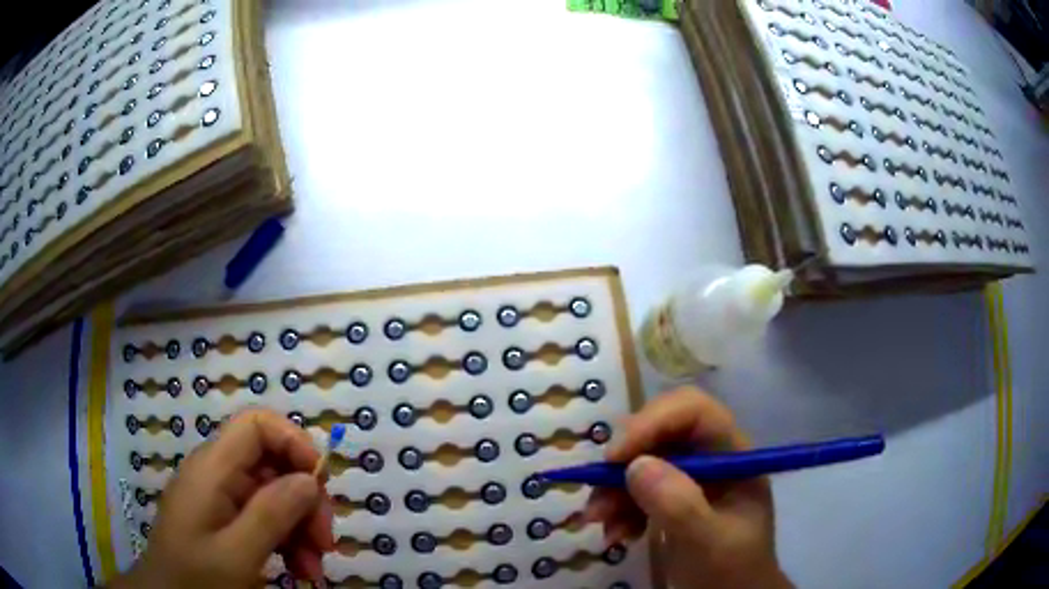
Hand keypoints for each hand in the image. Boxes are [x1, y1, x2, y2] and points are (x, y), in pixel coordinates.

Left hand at [113, 408, 333, 588]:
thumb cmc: (196, 576)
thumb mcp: (236, 554)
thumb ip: (271, 514)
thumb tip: (310, 479)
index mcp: (212, 469)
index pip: (256, 425)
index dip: (293, 441)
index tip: (321, 482)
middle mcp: (218, 474)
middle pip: (273, 463)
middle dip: (305, 500)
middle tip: (325, 543)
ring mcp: (222, 497)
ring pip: (275, 494)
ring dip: (301, 528)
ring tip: (312, 568)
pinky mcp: (226, 518)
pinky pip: (265, 517)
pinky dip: (288, 540)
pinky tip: (298, 568)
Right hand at [585, 387, 790, 588]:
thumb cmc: (731, 571)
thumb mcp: (709, 543)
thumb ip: (680, 505)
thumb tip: (635, 465)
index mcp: (734, 457)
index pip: (696, 412)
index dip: (654, 422)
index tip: (615, 457)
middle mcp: (713, 459)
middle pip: (663, 431)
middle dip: (626, 460)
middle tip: (598, 489)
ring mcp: (692, 479)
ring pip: (643, 460)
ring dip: (615, 489)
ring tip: (599, 522)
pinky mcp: (672, 499)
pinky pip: (636, 488)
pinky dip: (618, 508)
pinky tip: (615, 533)